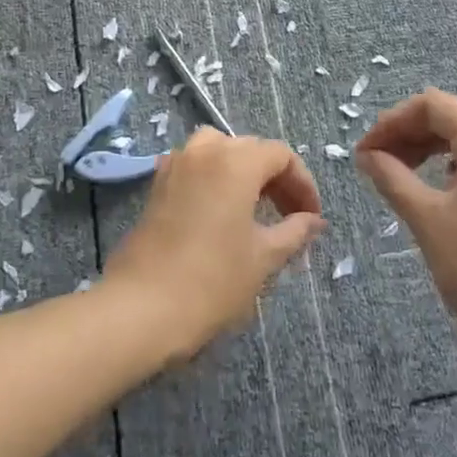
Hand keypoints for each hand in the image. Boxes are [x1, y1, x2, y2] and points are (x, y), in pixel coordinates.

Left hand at [104, 129, 325, 361]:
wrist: (142, 307)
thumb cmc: (212, 280)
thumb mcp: (263, 257)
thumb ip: (294, 231)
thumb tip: (314, 220)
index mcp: (236, 161)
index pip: (281, 155)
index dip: (303, 183)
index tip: (312, 217)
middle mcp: (205, 150)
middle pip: (250, 149)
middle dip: (276, 178)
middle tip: (291, 216)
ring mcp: (176, 165)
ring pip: (219, 151)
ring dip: (243, 172)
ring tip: (255, 208)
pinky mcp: (157, 185)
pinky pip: (195, 166)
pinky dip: (214, 178)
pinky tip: (220, 212)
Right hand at [356, 89, 456, 370]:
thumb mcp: (426, 218)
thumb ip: (392, 177)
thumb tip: (367, 154)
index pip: (434, 105)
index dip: (393, 120)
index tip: (366, 150)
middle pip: (450, 118)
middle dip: (408, 133)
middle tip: (374, 162)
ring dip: (426, 149)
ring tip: (396, 174)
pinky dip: (447, 166)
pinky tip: (432, 190)